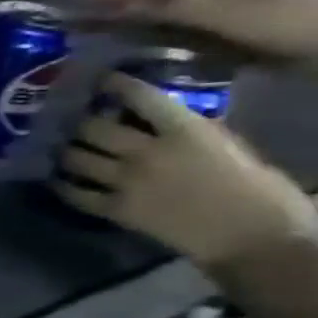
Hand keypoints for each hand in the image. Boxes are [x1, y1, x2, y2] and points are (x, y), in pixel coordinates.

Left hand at [53, 75, 317, 267]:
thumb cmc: (259, 190)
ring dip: (65, 151)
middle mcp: (146, 153)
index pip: (140, 98)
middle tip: (71, 120)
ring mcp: (125, 182)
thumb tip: (160, 118)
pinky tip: (58, 179)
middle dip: (79, 121)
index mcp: (185, 133)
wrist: (256, 237)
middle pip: (92, 128)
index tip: (99, 80)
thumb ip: (194, 131)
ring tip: (60, 147)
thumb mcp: (232, 147)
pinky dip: (62, 185)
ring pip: (74, 158)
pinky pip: (74, 193)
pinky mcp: (114, 208)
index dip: (114, 85)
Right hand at [78, 0, 317, 67]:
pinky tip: (132, 40)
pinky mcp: (229, 29)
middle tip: (76, 7)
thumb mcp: (219, 14)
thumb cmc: (280, 24)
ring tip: (93, 25)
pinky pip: (177, 24)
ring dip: (128, 12)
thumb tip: (103, 2)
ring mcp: (225, 7)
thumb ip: (162, 7)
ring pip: (165, 5)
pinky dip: (148, 28)